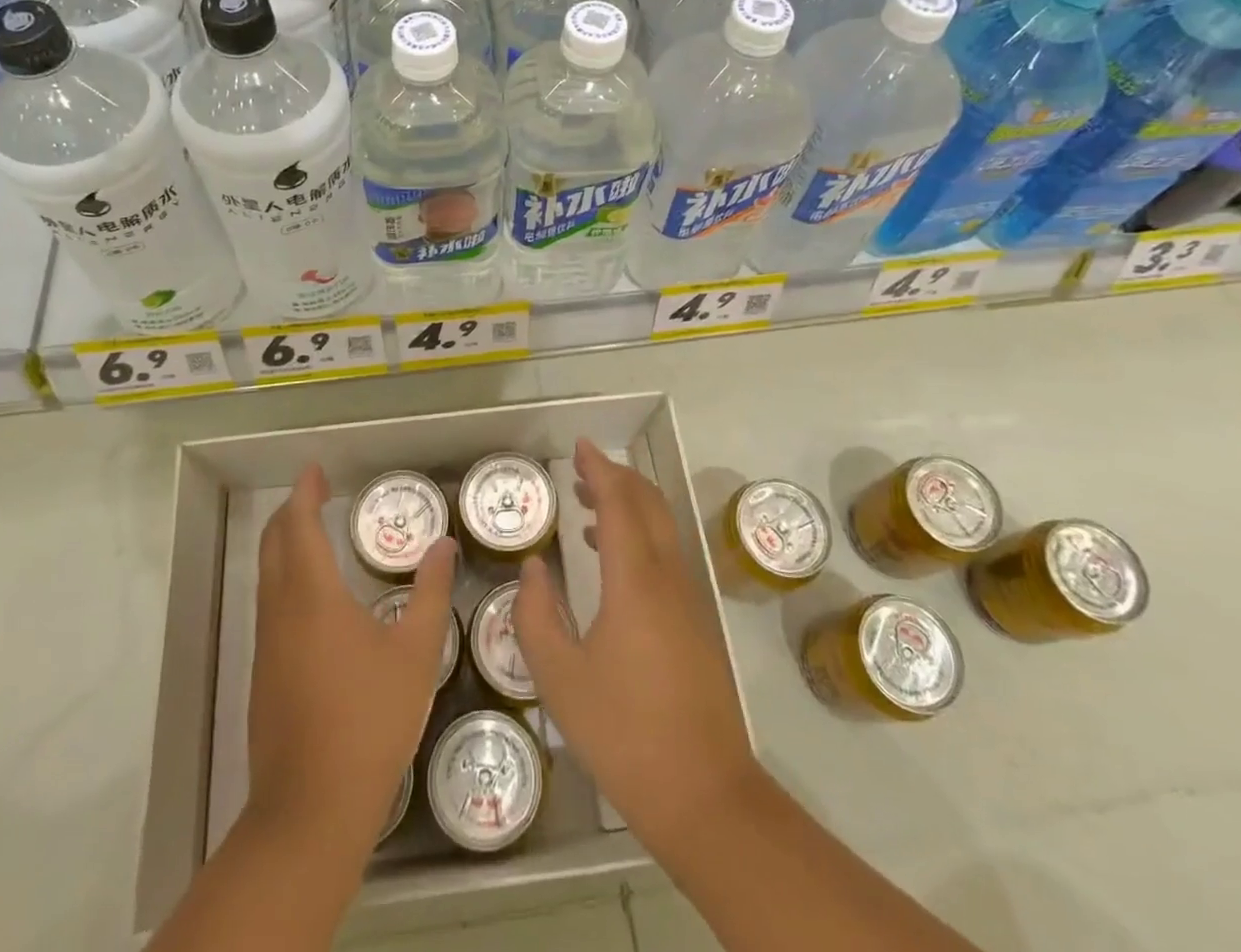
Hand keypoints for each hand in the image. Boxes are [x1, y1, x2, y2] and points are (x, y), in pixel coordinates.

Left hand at [246, 464, 456, 856]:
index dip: (305, 493)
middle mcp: (281, 611)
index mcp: (314, 596)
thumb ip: (431, 592)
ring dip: (285, 545)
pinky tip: (313, 597)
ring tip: (314, 533)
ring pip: (267, 576)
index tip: (315, 470)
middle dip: (290, 512)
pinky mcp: (264, 675)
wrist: (311, 808)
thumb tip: (443, 545)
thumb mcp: (417, 652)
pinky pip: (270, 606)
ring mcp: (267, 645)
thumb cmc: (370, 719)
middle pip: (274, 545)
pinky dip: (285, 578)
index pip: (300, 526)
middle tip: (315, 492)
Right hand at [513, 440, 758, 849]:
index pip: (619, 502)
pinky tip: (614, 561)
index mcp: (635, 580)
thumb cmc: (624, 733)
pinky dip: (641, 536)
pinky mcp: (697, 623)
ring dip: (630, 506)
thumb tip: (535, 568)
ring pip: (662, 528)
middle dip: (617, 478)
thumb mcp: (559, 678)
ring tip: (589, 507)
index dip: (599, 469)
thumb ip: (537, 615)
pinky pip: (668, 555)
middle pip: (649, 504)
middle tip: (581, 471)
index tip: (580, 446)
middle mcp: (668, 577)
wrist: (705, 794)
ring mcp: (689, 600)